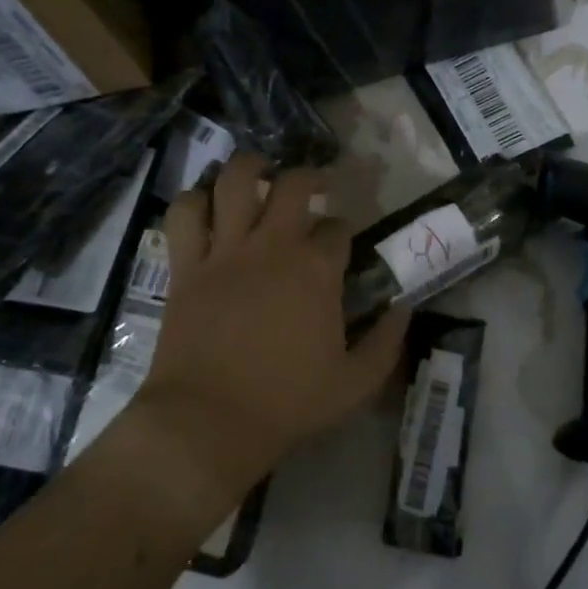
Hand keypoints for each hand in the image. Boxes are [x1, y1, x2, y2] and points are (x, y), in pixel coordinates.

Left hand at [137, 152, 409, 496]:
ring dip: (249, 168)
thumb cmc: (287, 403)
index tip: (343, 243)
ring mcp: (225, 251)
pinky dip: (193, 199)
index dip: (344, 232)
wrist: (208, 421)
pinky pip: (184, 214)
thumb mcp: (356, 383)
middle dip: (309, 177)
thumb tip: (403, 307)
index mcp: (316, 271)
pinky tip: (205, 202)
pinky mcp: (187, 266)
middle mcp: (272, 246)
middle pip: (293, 185)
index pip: (338, 229)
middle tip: (315, 186)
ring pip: (234, 182)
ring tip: (259, 172)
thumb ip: (386, 341)